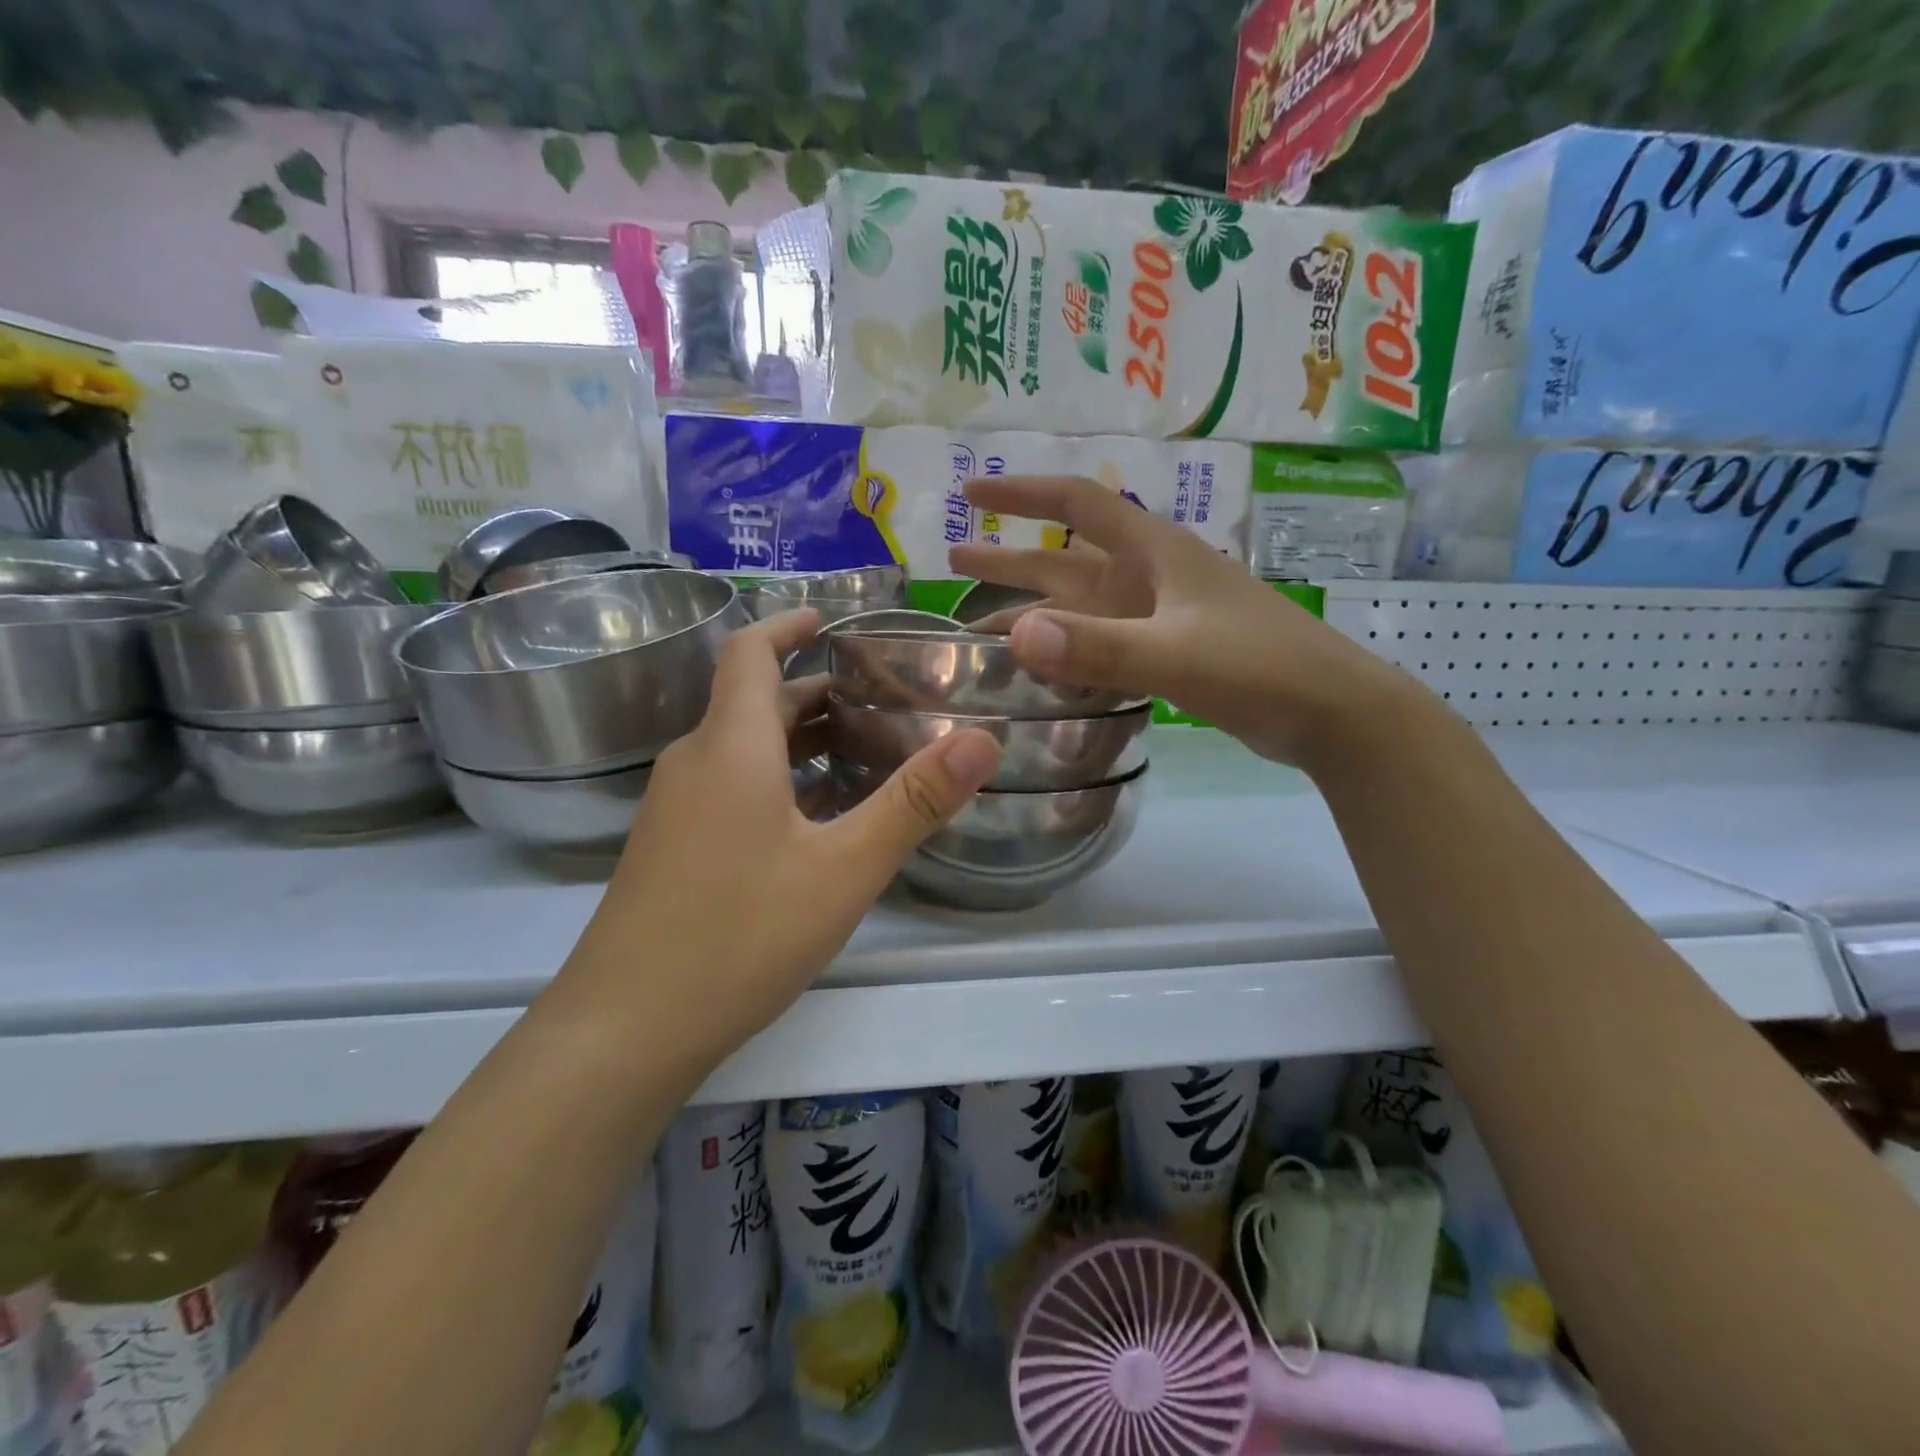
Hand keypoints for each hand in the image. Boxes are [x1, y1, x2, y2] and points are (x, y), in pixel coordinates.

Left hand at [561, 609, 1001, 1064]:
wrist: (624, 1030)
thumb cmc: (740, 934)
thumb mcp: (844, 869)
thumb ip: (914, 801)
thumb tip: (982, 740)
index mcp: (730, 746)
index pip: (749, 652)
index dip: (788, 625)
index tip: (832, 620)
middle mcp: (694, 764)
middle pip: (753, 703)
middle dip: (814, 691)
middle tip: (880, 700)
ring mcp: (675, 810)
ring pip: (742, 750)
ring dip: (798, 740)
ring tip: (862, 753)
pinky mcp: (671, 851)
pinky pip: (729, 789)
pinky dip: (776, 781)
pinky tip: (816, 822)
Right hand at [951, 474, 1414, 766]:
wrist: (1331, 711)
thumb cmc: (1258, 667)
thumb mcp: (1174, 654)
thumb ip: (1098, 647)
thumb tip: (1015, 636)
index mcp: (1154, 553)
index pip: (1077, 505)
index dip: (1022, 494)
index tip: (971, 491)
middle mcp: (1150, 577)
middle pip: (1066, 559)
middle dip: (1010, 559)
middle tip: (952, 560)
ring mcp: (1160, 616)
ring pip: (1081, 607)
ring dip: (1033, 610)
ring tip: (979, 626)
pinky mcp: (1170, 652)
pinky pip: (1102, 641)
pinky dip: (1067, 648)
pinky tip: (1042, 666)